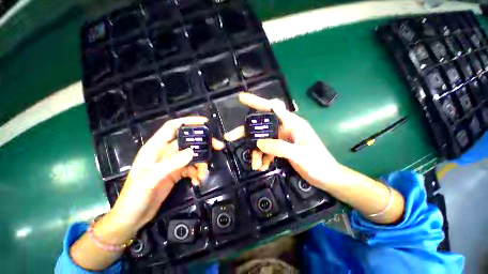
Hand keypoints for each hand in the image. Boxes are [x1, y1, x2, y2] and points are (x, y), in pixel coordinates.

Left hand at [111, 116, 223, 232]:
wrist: (133, 217)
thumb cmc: (134, 197)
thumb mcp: (150, 180)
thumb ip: (170, 164)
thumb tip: (192, 151)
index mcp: (155, 148)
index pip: (173, 127)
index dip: (188, 122)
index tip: (205, 122)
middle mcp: (166, 152)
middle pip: (189, 141)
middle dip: (204, 144)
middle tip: (218, 147)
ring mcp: (173, 162)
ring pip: (193, 156)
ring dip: (202, 164)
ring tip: (203, 175)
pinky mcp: (178, 172)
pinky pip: (192, 168)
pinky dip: (198, 173)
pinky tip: (197, 181)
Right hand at [224, 93, 341, 187]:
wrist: (327, 177)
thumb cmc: (319, 163)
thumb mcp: (300, 155)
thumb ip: (280, 147)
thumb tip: (259, 143)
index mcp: (292, 123)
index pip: (272, 108)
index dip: (257, 102)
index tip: (241, 98)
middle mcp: (284, 128)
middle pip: (261, 126)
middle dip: (246, 133)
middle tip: (230, 137)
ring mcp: (281, 139)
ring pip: (262, 140)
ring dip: (256, 152)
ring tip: (255, 165)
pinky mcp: (280, 149)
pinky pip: (266, 150)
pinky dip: (262, 157)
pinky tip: (262, 166)